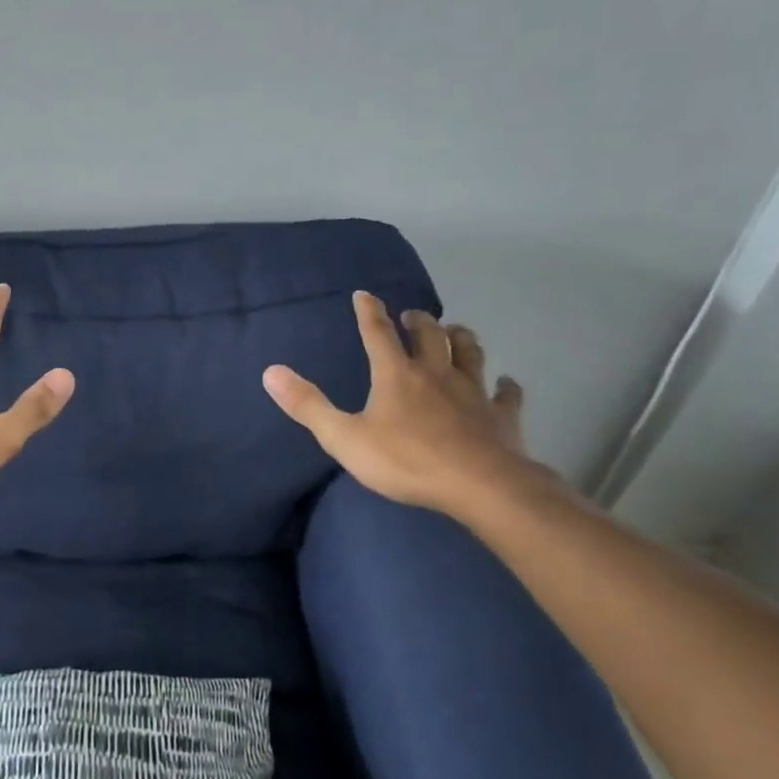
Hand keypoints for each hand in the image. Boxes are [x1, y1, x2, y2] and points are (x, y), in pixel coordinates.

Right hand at [263, 292, 542, 516]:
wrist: (478, 484)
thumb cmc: (406, 461)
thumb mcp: (344, 438)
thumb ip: (308, 405)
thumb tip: (271, 372)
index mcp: (396, 375)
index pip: (378, 334)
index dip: (369, 312)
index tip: (365, 294)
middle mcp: (436, 373)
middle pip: (429, 335)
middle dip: (418, 321)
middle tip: (412, 315)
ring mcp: (473, 392)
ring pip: (470, 353)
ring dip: (461, 338)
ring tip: (456, 331)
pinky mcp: (500, 416)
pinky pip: (506, 394)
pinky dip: (505, 386)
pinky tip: (506, 384)